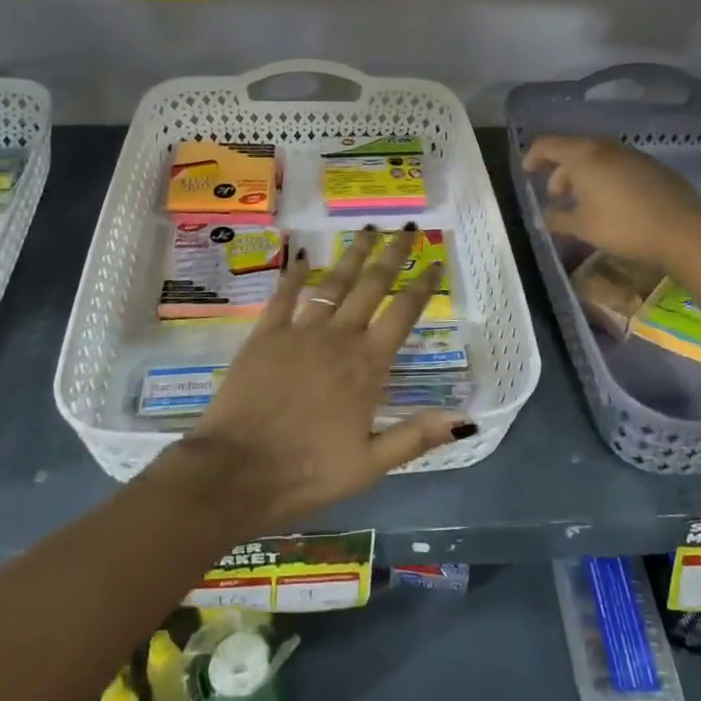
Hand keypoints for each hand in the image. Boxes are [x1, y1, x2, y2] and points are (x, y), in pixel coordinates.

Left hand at [177, 227, 475, 528]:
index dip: (423, 285)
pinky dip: (294, 273)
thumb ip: (416, 436)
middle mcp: (339, 337)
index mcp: (367, 365)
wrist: (235, 472)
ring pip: (333, 281)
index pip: (403, 313)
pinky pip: (284, 295)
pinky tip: (302, 255)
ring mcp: (300, 331)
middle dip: (393, 254)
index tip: (436, 260)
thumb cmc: (307, 472)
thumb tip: (466, 418)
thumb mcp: (370, 464)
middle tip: (408, 228)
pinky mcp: (265, 334)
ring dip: (353, 254)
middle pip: (372, 285)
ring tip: (368, 229)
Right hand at [521, 135, 700, 265]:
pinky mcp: (654, 166)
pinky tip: (614, 203)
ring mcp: (633, 154)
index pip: (548, 144)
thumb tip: (544, 217)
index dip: (533, 155)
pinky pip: (620, 166)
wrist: (681, 229)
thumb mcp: (582, 227)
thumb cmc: (622, 225)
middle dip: (561, 170)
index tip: (528, 171)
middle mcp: (606, 147)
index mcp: (583, 156)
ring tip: (585, 202)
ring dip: (585, 175)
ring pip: (599, 157)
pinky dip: (608, 178)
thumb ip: (558, 219)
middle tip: (557, 196)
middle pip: (574, 149)